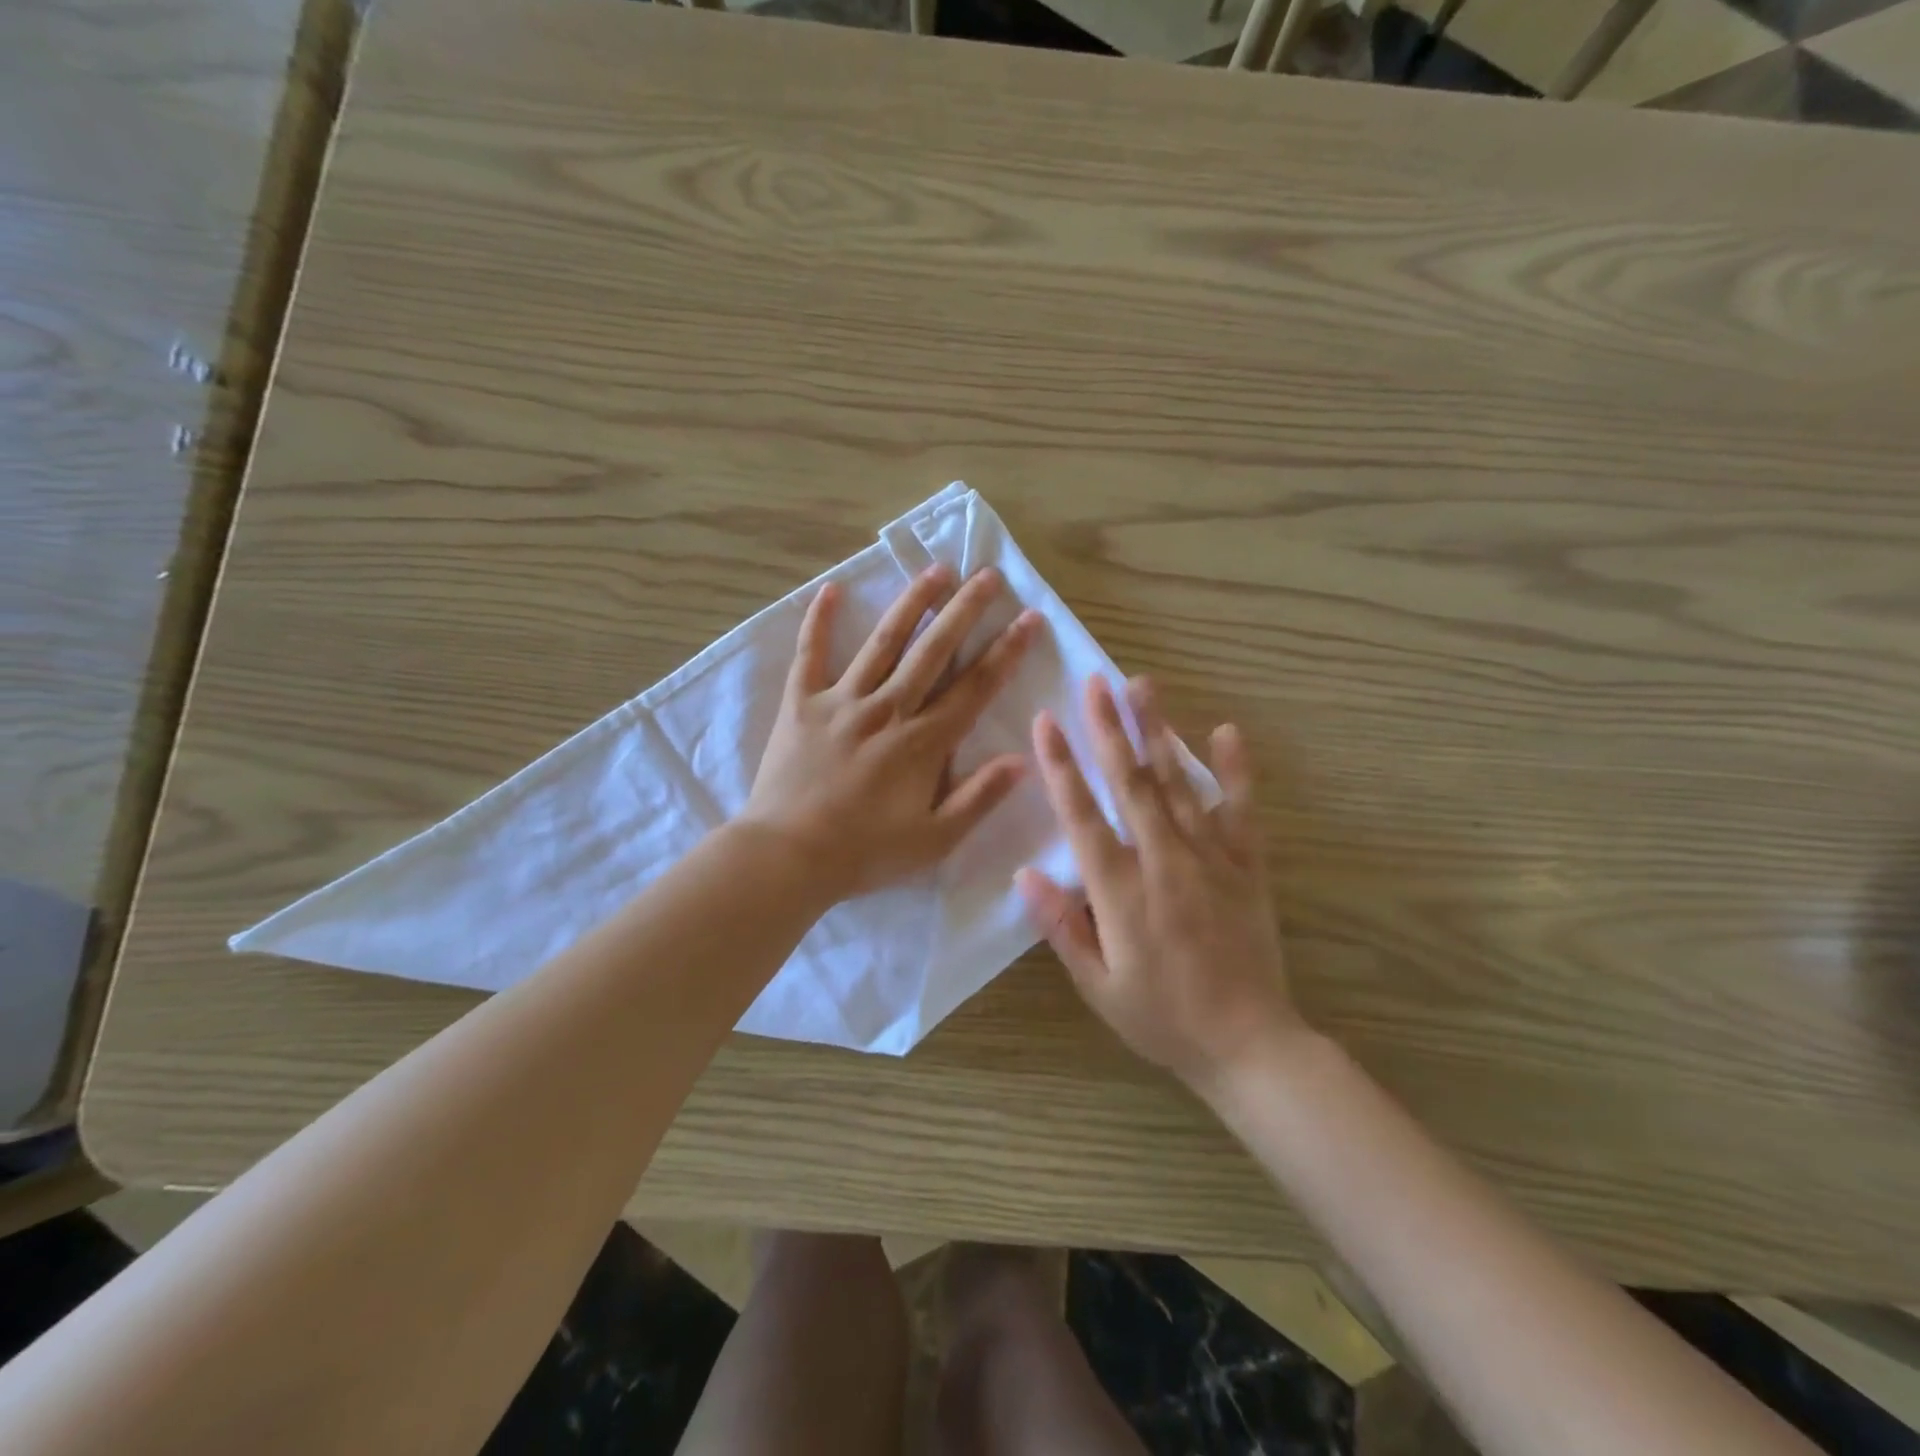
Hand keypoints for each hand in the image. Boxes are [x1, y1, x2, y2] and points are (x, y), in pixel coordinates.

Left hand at [742, 564, 1038, 901]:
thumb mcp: (935, 840)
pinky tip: (831, 589)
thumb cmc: (865, 853)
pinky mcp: (802, 703)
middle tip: (988, 575)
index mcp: (923, 742)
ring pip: (884, 642)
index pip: (974, 687)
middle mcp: (889, 709)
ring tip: (936, 570)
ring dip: (913, 603)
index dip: (1005, 651)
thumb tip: (1022, 759)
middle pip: (934, 650)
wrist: (788, 856)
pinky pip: (810, 655)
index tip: (1028, 619)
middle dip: (965, 610)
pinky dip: (820, 621)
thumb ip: (979, 798)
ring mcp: (843, 701)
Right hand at [1016, 676, 1302, 1091]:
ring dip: (1157, 732)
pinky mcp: (1246, 866)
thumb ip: (1062, 927)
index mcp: (1120, 891)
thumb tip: (1026, 874)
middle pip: (1131, 784)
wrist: (1249, 1045)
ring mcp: (1210, 860)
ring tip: (1143, 686)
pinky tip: (1226, 730)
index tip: (1045, 721)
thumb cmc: (1162, 1020)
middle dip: (1109, 729)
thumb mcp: (1098, 986)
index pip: (1082, 816)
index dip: (1061, 766)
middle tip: (1095, 681)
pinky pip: (1241, 810)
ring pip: (1178, 784)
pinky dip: (1235, 770)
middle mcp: (1163, 862)